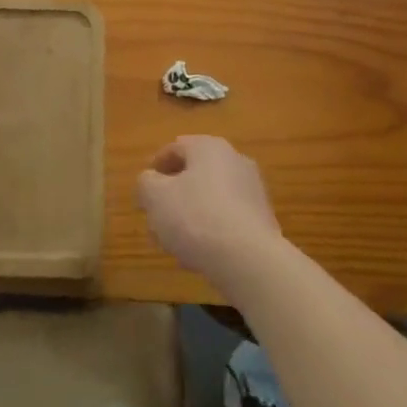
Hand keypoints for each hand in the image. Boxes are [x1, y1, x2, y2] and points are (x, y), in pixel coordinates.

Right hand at [136, 135, 283, 287]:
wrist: (249, 260)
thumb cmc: (196, 218)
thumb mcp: (155, 197)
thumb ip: (146, 183)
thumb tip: (150, 180)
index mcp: (208, 147)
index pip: (175, 148)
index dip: (155, 167)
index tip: (144, 190)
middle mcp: (235, 160)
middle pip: (195, 172)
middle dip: (174, 193)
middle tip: (157, 215)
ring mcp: (252, 190)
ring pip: (211, 196)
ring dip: (191, 212)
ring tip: (175, 240)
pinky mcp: (263, 219)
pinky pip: (228, 217)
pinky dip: (211, 228)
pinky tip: (200, 252)